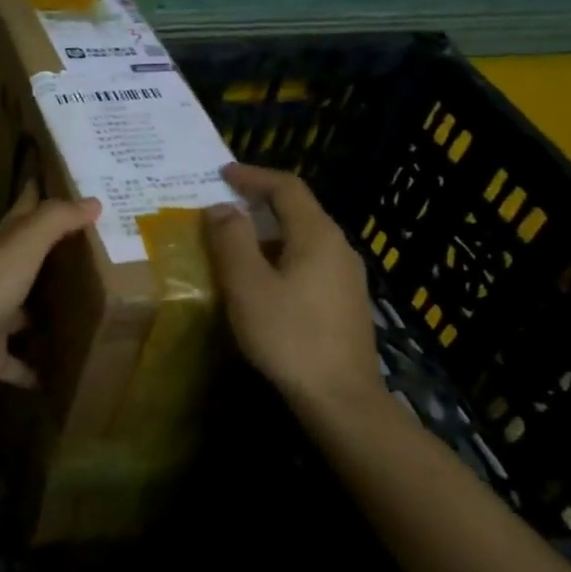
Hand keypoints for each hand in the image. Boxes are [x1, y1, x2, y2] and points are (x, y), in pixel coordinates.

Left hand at [0, 184, 99, 406]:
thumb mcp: (20, 247)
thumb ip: (53, 221)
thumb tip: (92, 200)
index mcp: (0, 249)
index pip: (23, 213)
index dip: (41, 195)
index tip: (72, 184)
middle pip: (29, 264)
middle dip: (57, 259)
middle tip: (100, 256)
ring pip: (26, 314)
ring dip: (49, 316)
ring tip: (91, 316)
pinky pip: (19, 364)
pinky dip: (37, 371)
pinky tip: (64, 375)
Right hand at [204, 163, 384, 411]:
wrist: (340, 398)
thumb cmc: (288, 336)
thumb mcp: (248, 286)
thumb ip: (232, 241)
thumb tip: (222, 207)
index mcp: (317, 236)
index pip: (287, 188)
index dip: (253, 176)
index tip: (222, 173)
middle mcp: (339, 248)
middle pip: (299, 210)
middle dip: (260, 202)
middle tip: (224, 205)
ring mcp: (347, 276)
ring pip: (304, 238)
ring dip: (269, 232)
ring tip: (236, 242)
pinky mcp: (346, 302)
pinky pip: (310, 262)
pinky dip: (281, 256)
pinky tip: (263, 279)